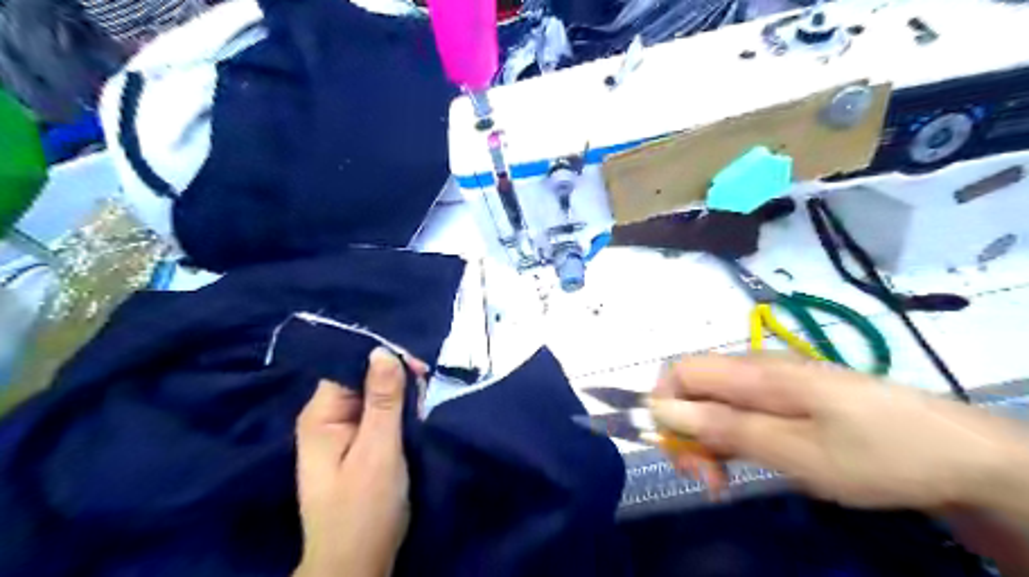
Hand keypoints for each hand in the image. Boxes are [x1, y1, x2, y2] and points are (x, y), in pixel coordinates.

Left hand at [292, 346, 426, 575]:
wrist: (357, 563)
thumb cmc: (365, 507)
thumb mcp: (378, 450)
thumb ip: (383, 400)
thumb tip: (383, 350)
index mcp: (321, 415)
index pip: (348, 366)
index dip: (382, 359)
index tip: (418, 366)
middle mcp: (326, 418)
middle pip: (361, 378)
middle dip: (396, 378)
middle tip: (427, 385)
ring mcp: (340, 432)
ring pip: (373, 396)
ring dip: (400, 396)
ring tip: (425, 400)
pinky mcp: (356, 444)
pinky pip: (377, 414)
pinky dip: (399, 411)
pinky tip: (416, 414)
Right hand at [651, 354, 1028, 510]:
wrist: (961, 457)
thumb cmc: (877, 454)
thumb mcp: (796, 451)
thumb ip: (727, 428)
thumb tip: (665, 411)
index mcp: (757, 374)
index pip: (682, 371)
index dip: (665, 405)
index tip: (677, 451)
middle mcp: (759, 370)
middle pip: (696, 388)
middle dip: (687, 431)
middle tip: (704, 479)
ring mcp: (777, 384)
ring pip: (718, 403)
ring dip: (709, 440)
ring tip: (723, 482)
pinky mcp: (793, 400)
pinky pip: (744, 411)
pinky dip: (733, 439)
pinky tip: (746, 465)